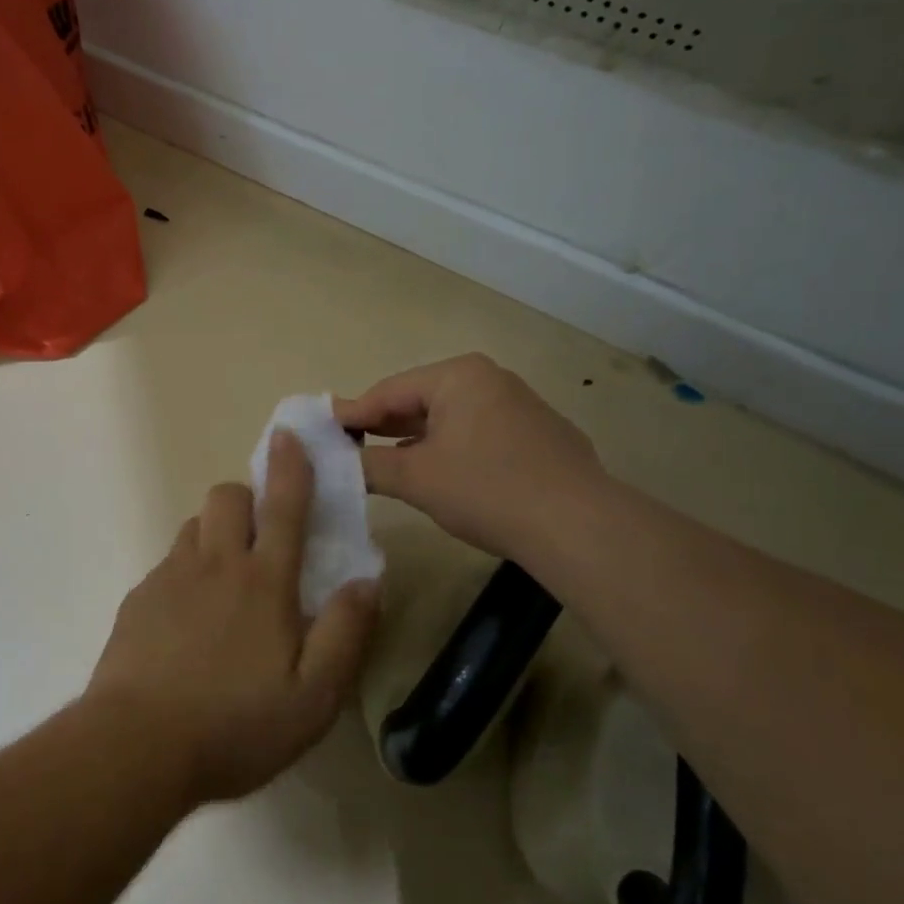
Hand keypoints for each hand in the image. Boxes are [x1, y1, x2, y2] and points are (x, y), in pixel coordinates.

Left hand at [85, 431, 379, 805]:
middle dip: (247, 498)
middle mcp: (215, 565)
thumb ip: (346, 633)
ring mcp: (170, 578)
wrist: (137, 745)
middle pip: (226, 497)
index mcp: (263, 582)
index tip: (288, 435)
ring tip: (225, 580)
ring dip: (214, 533)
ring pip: (194, 526)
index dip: (290, 466)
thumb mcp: (314, 697)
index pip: (284, 507)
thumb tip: (368, 580)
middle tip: (260, 537)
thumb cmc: (236, 725)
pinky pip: (168, 563)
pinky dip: (186, 571)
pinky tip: (187, 620)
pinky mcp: (139, 599)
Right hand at [334, 353, 608, 559]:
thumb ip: (368, 464)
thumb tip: (336, 459)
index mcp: (458, 376)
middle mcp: (490, 379)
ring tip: (386, 461)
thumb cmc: (486, 489)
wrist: (579, 527)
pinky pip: (478, 434)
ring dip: (416, 439)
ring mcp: (520, 406)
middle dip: (384, 425)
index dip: (353, 413)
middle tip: (348, 446)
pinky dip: (450, 449)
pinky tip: (440, 474)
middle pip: (420, 400)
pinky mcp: (539, 436)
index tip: (323, 430)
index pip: (389, 390)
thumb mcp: (415, 477)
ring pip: (450, 419)